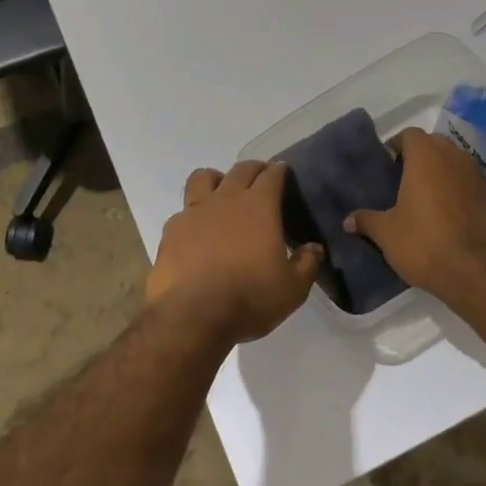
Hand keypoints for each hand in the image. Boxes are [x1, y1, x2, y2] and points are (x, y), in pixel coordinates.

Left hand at [147, 161, 324, 343]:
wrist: (192, 317)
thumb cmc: (249, 298)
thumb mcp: (292, 289)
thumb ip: (307, 263)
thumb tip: (314, 247)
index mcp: (259, 206)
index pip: (272, 175)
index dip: (280, 171)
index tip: (285, 173)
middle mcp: (226, 199)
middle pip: (241, 169)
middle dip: (254, 169)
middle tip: (261, 179)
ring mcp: (194, 212)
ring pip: (204, 177)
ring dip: (217, 179)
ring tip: (223, 194)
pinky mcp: (171, 230)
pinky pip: (184, 210)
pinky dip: (194, 213)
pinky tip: (198, 230)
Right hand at [345, 127, 485, 296]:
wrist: (473, 273)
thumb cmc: (423, 244)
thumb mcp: (386, 234)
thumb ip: (366, 221)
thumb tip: (347, 221)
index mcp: (426, 157)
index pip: (410, 135)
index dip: (397, 145)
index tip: (388, 164)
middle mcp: (454, 158)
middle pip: (435, 144)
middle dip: (421, 155)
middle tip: (404, 179)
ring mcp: (478, 177)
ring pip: (456, 162)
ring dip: (442, 171)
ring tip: (427, 196)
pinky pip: (471, 183)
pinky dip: (460, 189)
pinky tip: (450, 213)